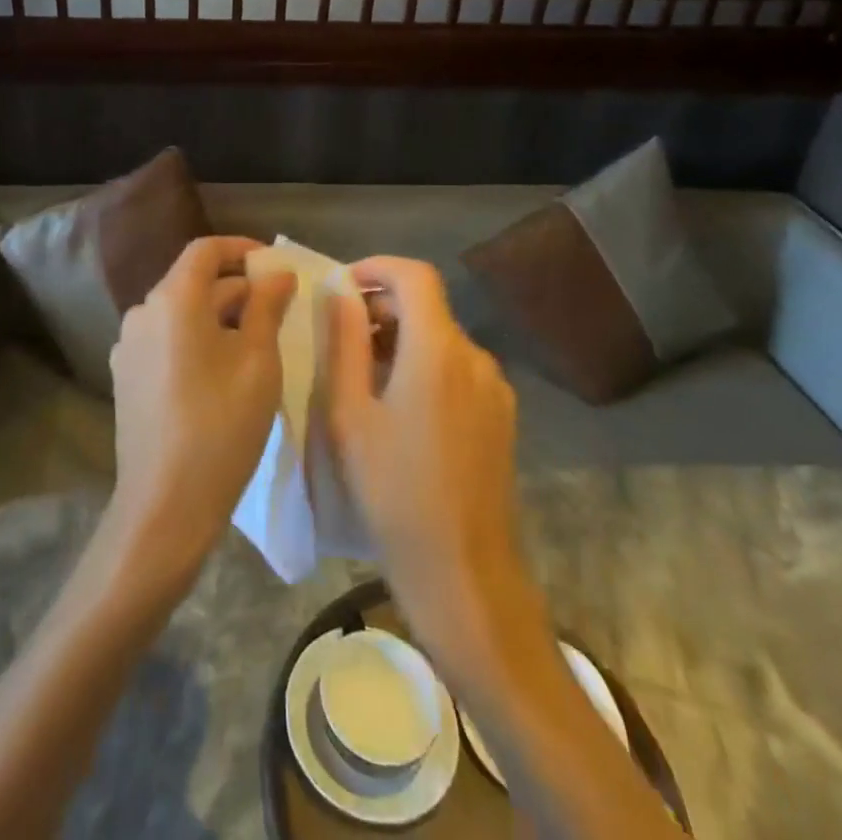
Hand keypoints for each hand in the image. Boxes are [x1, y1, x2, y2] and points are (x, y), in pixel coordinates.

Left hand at [105, 236, 295, 587]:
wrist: (164, 504)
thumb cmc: (221, 425)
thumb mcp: (258, 360)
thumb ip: (266, 306)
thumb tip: (277, 273)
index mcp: (172, 300)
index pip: (205, 250)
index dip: (241, 249)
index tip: (273, 263)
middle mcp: (142, 312)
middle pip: (193, 282)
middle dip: (236, 288)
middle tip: (277, 308)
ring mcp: (127, 346)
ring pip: (179, 314)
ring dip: (217, 316)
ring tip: (256, 341)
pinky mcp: (125, 376)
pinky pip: (165, 340)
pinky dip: (195, 340)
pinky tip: (221, 371)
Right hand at [322, 257, 539, 669]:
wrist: (463, 573)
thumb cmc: (393, 491)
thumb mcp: (350, 414)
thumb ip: (344, 342)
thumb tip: (340, 291)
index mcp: (438, 350)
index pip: (415, 276)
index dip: (376, 268)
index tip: (342, 287)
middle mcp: (475, 357)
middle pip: (427, 306)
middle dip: (381, 309)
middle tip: (340, 339)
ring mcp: (495, 388)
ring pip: (441, 339)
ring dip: (400, 340)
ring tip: (363, 378)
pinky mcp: (501, 415)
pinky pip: (458, 369)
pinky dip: (424, 366)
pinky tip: (399, 409)